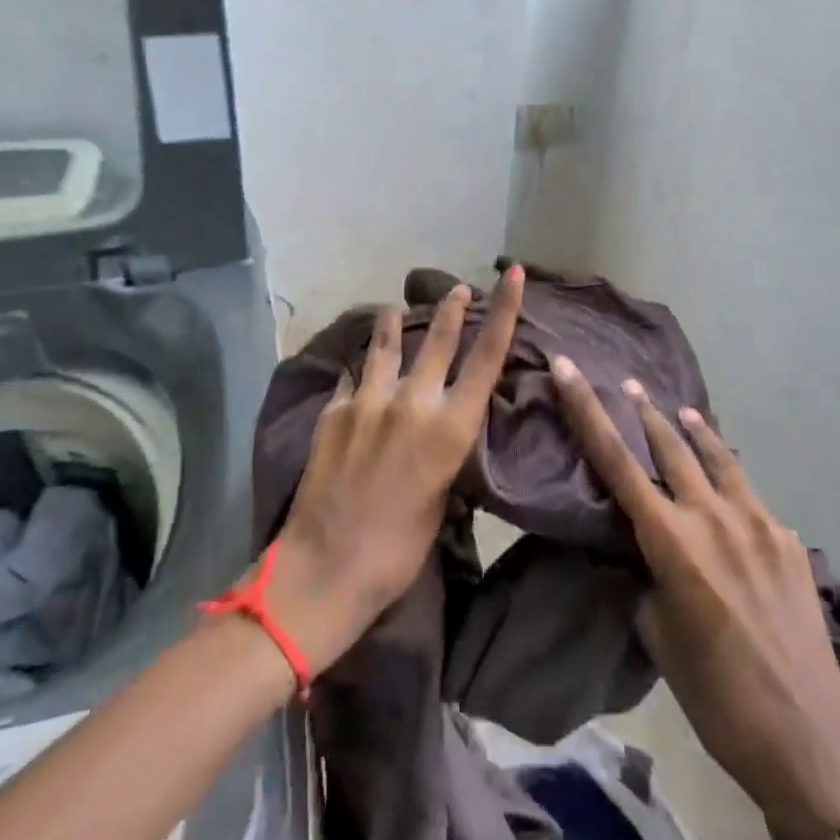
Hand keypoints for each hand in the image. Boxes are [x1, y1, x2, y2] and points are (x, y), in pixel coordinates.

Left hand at [263, 266, 524, 671]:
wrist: (327, 565)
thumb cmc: (398, 549)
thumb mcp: (441, 498)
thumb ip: (442, 451)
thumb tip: (439, 428)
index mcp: (450, 428)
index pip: (487, 356)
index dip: (503, 310)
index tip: (511, 273)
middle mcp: (413, 402)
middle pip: (437, 338)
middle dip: (450, 308)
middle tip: (456, 288)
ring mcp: (368, 401)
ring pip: (385, 345)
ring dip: (393, 323)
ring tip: (395, 308)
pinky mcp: (334, 410)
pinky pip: (352, 376)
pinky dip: (360, 368)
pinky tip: (357, 365)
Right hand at [550, 358, 839, 839]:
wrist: (810, 741)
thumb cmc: (717, 697)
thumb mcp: (659, 635)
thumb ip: (649, 577)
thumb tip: (648, 552)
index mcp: (672, 542)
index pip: (616, 461)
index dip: (586, 410)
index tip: (567, 369)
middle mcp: (714, 518)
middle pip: (671, 445)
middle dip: (644, 411)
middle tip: (628, 384)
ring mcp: (759, 524)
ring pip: (719, 458)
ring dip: (695, 431)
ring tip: (681, 410)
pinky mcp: (790, 540)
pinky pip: (750, 496)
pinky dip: (730, 481)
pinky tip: (729, 494)